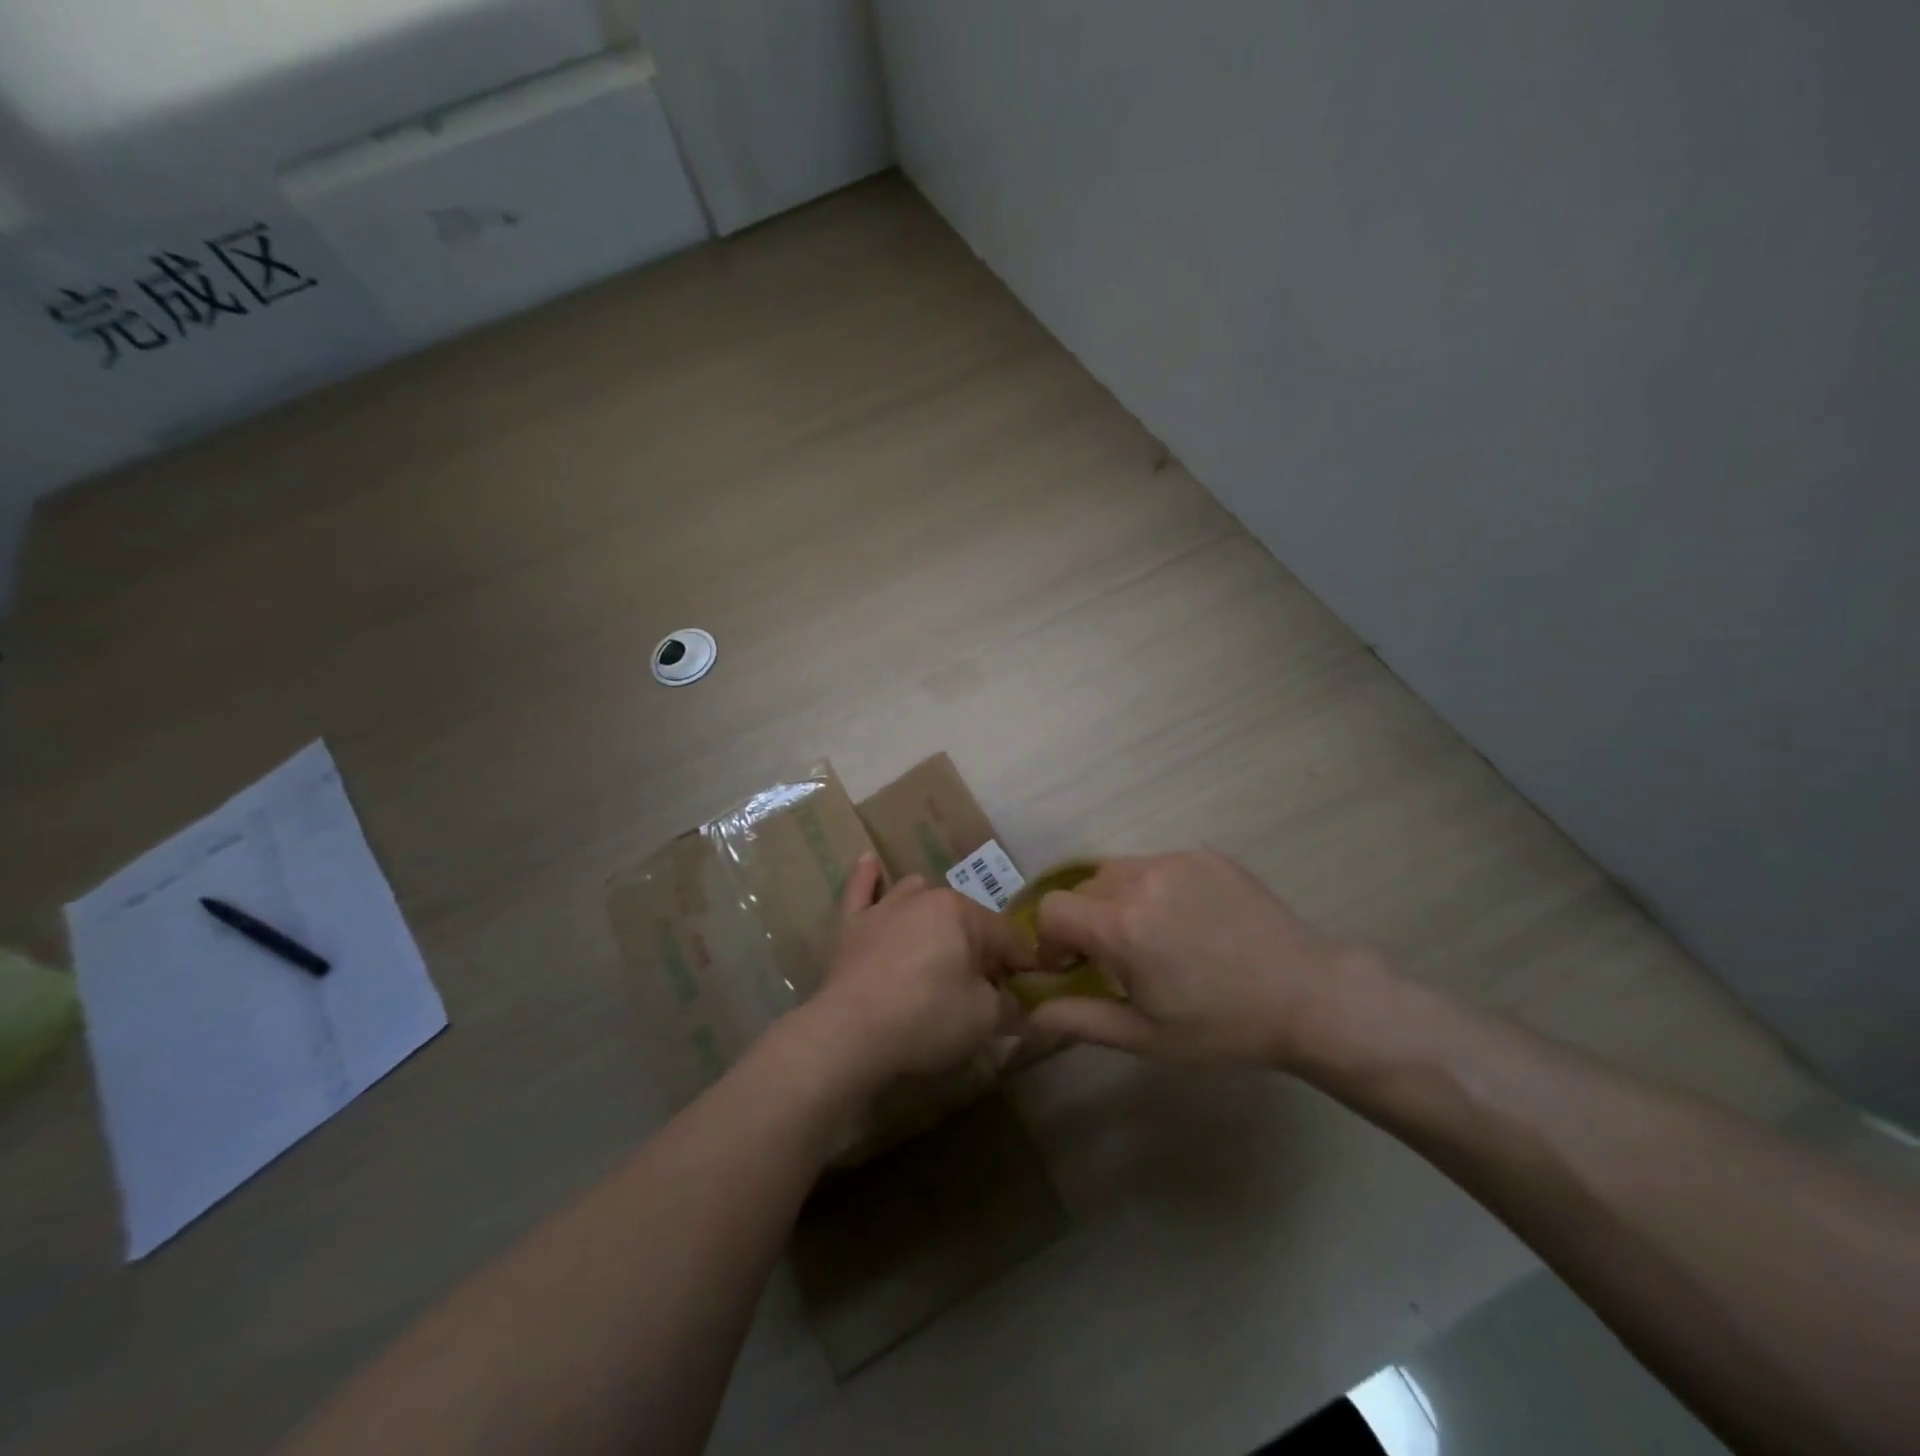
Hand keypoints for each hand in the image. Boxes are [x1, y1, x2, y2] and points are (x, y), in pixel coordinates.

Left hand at [802, 853, 1032, 1089]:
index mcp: (962, 913)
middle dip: (978, 945)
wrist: (850, 1033)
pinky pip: (859, 891)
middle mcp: (924, 898)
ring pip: (916, 893)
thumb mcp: (985, 1019)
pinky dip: (867, 878)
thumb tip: (1013, 1001)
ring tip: (939, 941)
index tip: (1030, 988)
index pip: (1005, 936)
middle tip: (984, 983)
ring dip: (932, 913)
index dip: (1022, 964)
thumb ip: (1007, 1004)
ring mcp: (884, 908)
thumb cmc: (927, 1018)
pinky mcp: (851, 925)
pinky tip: (869, 862)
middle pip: (963, 917)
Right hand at [1028, 848, 1388, 1069]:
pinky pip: (1157, 864)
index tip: (1073, 966)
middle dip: (1085, 921)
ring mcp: (1176, 861)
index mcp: (1121, 926)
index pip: (1050, 909)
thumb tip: (1030, 1014)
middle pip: (1082, 888)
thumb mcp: (1146, 1036)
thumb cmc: (1223, 1026)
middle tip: (1117, 957)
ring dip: (1116, 900)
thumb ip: (1079, 1019)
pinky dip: (1154, 888)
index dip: (1051, 939)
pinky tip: (1189, 920)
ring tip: (1154, 935)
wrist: (1309, 995)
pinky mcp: (1205, 854)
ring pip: (1117, 870)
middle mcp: (1140, 879)